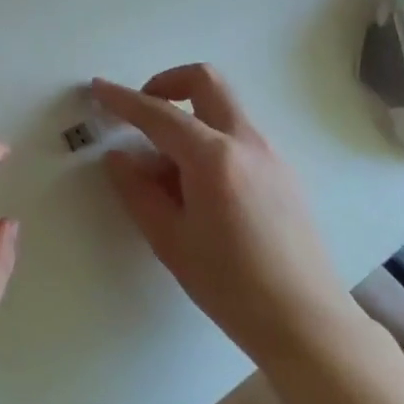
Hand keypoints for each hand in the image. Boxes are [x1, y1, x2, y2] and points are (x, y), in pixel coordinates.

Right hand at [93, 65, 352, 364]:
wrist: (305, 321)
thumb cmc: (229, 285)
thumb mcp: (169, 240)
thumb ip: (137, 191)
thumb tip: (117, 157)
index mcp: (214, 157)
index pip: (159, 114)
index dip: (123, 99)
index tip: (98, 87)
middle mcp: (247, 142)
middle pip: (206, 82)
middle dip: (167, 82)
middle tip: (141, 112)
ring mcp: (271, 154)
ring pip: (223, 110)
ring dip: (189, 118)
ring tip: (166, 173)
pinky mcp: (283, 172)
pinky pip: (238, 136)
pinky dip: (210, 141)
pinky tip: (198, 190)